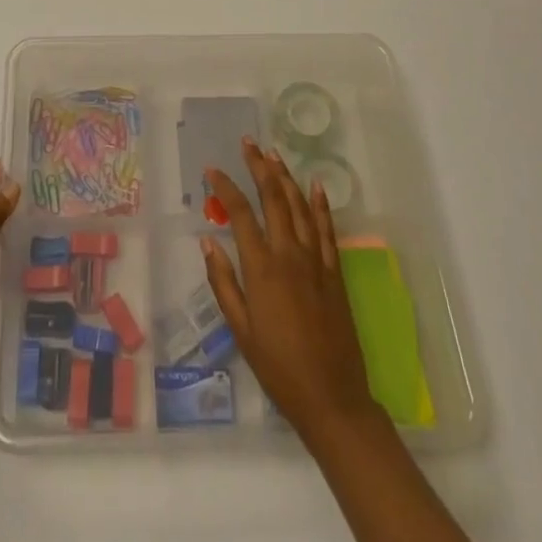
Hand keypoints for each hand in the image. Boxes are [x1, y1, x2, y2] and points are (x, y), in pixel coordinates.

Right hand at [202, 138, 379, 443]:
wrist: (332, 398)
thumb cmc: (279, 368)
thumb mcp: (241, 330)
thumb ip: (222, 282)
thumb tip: (207, 240)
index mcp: (262, 268)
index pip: (240, 213)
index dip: (225, 187)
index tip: (212, 169)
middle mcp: (289, 254)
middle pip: (273, 198)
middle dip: (259, 167)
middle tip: (249, 143)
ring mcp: (316, 261)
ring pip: (300, 207)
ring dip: (286, 177)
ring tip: (274, 154)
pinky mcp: (335, 273)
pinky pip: (327, 230)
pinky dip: (321, 205)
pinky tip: (315, 186)